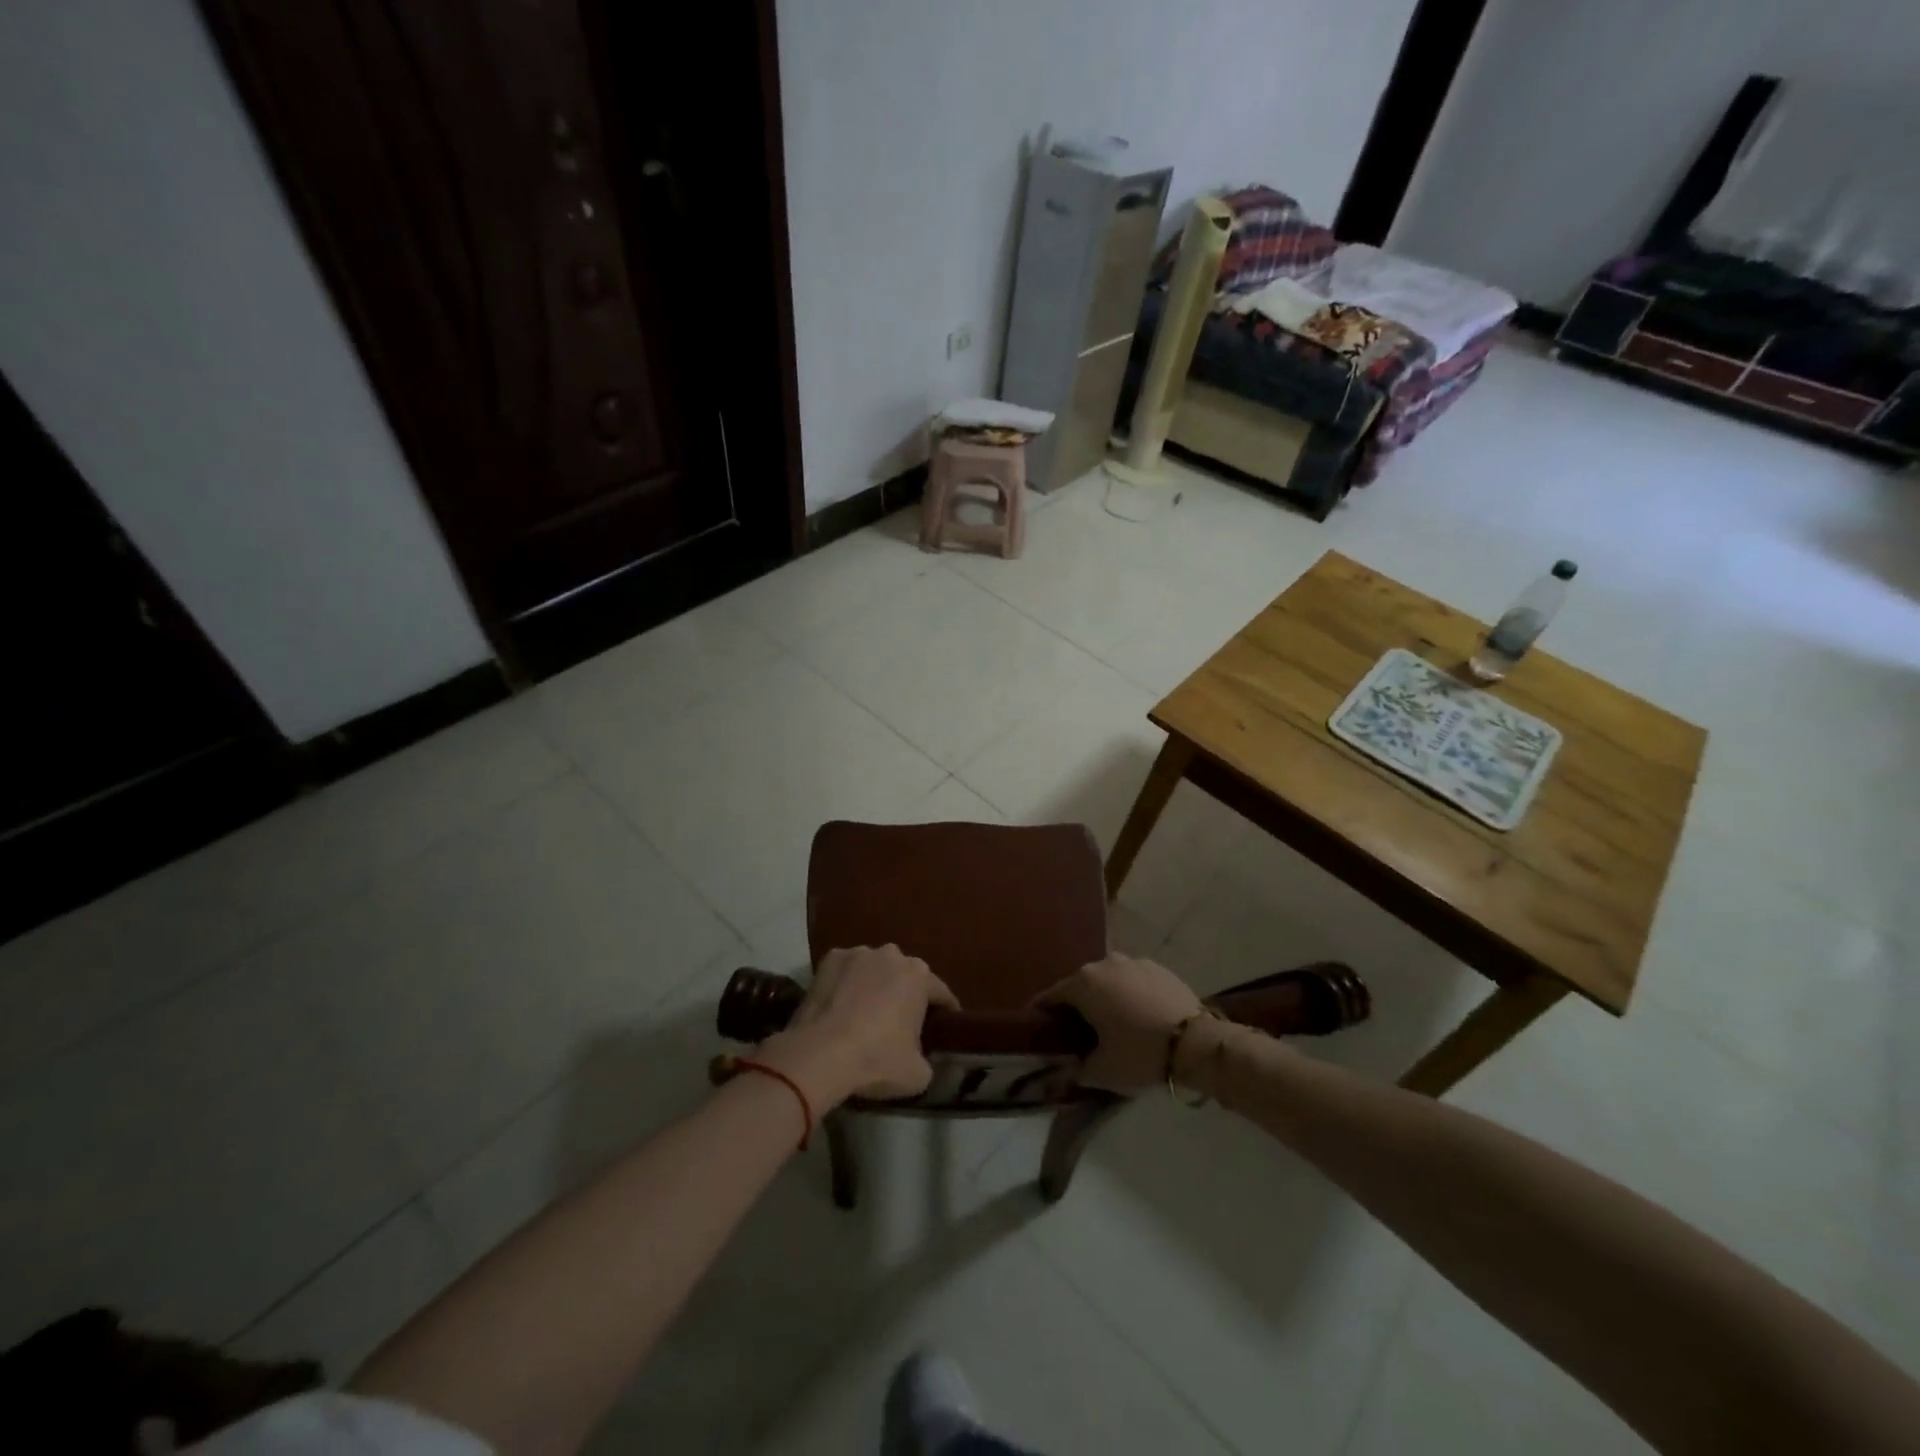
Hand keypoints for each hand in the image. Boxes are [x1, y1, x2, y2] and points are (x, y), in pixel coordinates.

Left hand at [758, 945, 958, 1106]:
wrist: (819, 1055)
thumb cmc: (876, 1060)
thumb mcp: (918, 1075)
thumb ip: (927, 1059)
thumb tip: (921, 1056)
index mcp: (919, 976)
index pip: (940, 993)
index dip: (945, 1012)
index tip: (942, 1028)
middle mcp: (892, 954)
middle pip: (905, 976)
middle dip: (905, 994)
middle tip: (900, 1024)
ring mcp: (858, 953)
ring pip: (874, 969)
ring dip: (874, 985)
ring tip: (865, 1014)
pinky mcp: (829, 959)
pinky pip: (845, 972)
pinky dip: (846, 984)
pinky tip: (839, 1007)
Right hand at [1034, 954, 1202, 1093]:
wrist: (1195, 1043)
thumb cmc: (1138, 1053)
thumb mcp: (1101, 1071)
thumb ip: (1076, 1069)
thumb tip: (1067, 1069)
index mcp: (1082, 984)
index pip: (1051, 997)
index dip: (1041, 1013)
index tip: (1036, 1027)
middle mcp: (1104, 964)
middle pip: (1080, 985)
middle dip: (1075, 1005)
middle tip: (1076, 1030)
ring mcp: (1133, 962)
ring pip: (1109, 980)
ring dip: (1104, 997)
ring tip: (1110, 1021)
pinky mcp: (1158, 968)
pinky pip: (1133, 980)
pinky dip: (1129, 994)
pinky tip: (1137, 1015)